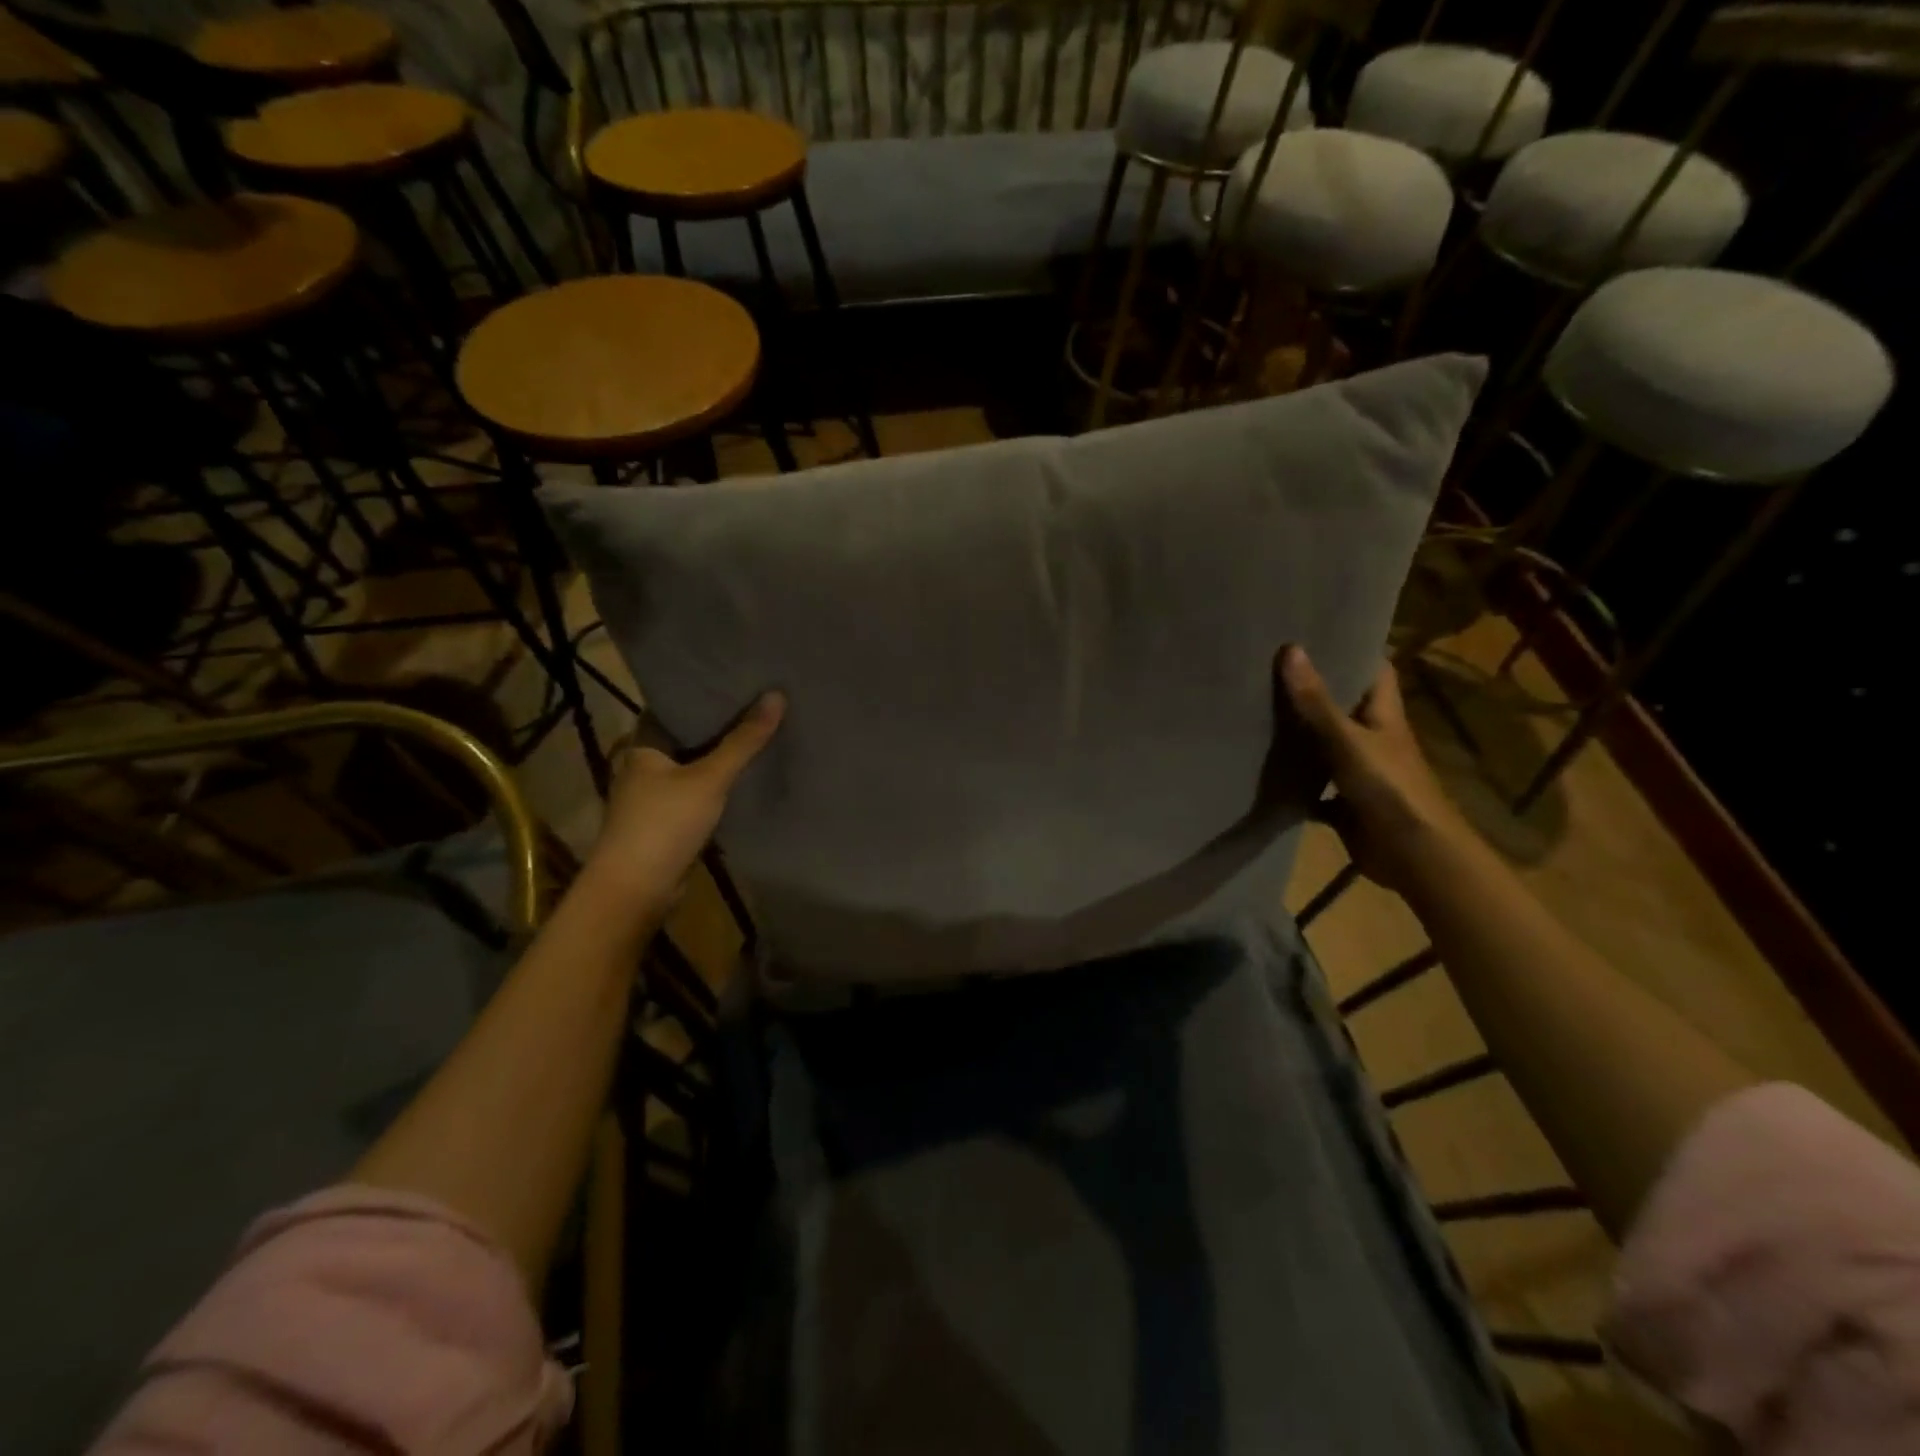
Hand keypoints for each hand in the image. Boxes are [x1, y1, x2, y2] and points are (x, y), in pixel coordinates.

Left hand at [583, 691, 785, 904]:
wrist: (636, 890)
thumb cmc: (664, 824)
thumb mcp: (710, 778)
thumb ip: (743, 740)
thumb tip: (777, 695)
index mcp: (643, 746)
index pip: (672, 707)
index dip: (701, 692)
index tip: (736, 679)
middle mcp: (644, 767)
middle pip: (686, 737)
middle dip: (718, 724)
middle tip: (758, 702)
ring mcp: (655, 797)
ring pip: (694, 767)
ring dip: (720, 756)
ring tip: (760, 732)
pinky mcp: (669, 822)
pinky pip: (699, 793)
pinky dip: (720, 784)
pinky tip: (748, 776)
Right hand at [1277, 646, 1467, 893]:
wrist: (1413, 855)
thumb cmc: (1389, 788)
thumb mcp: (1347, 740)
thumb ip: (1316, 701)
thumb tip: (1291, 648)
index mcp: (1383, 715)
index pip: (1373, 670)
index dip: (1351, 649)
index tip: (1317, 630)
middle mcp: (1372, 739)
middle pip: (1342, 707)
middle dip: (1312, 690)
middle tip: (1269, 667)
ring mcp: (1358, 773)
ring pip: (1324, 747)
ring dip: (1298, 736)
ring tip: (1255, 709)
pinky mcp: (1344, 805)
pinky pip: (1313, 788)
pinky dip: (1293, 783)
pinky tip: (1261, 773)